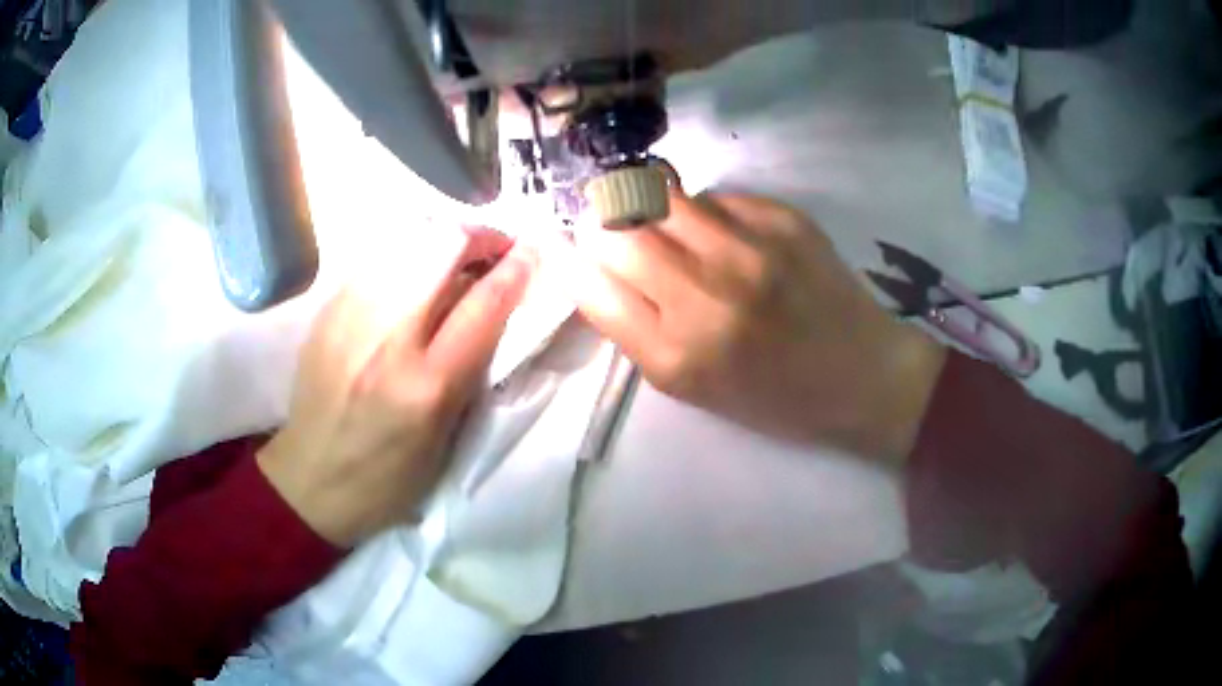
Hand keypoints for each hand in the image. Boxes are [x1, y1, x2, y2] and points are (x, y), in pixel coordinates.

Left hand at [258, 231, 533, 546]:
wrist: (311, 479)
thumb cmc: (388, 476)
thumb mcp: (445, 436)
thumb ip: (469, 366)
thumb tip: (490, 303)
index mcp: (426, 386)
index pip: (483, 304)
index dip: (516, 268)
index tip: (532, 250)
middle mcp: (386, 339)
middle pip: (441, 247)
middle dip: (478, 236)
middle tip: (492, 250)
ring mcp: (348, 317)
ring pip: (405, 240)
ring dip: (441, 239)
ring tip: (454, 257)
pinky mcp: (325, 310)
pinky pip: (376, 259)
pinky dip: (405, 255)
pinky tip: (410, 276)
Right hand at [569, 192, 945, 463]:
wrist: (862, 377)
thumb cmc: (774, 397)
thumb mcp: (692, 389)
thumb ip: (636, 330)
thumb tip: (594, 265)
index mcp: (677, 357)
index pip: (590, 284)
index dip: (574, 260)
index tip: (577, 249)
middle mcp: (707, 298)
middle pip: (617, 229)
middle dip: (605, 225)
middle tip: (618, 230)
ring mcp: (750, 251)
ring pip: (661, 195)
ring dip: (650, 206)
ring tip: (667, 224)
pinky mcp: (784, 220)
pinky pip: (715, 195)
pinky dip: (704, 210)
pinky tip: (725, 233)